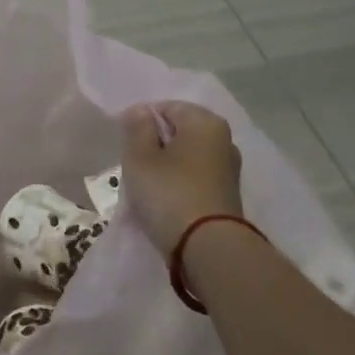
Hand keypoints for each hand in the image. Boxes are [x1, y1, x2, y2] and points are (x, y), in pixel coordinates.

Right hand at [118, 101, 243, 255]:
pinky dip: (179, 183)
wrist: (208, 248)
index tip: (126, 145)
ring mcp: (228, 169)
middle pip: (179, 132)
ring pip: (187, 156)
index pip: (167, 107)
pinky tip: (164, 200)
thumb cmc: (169, 193)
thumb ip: (137, 128)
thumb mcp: (140, 157)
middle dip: (155, 144)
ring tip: (146, 187)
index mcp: (205, 122)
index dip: (141, 121)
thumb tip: (140, 110)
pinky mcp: (227, 194)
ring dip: (166, 166)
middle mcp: (223, 139)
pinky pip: (195, 178)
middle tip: (134, 166)